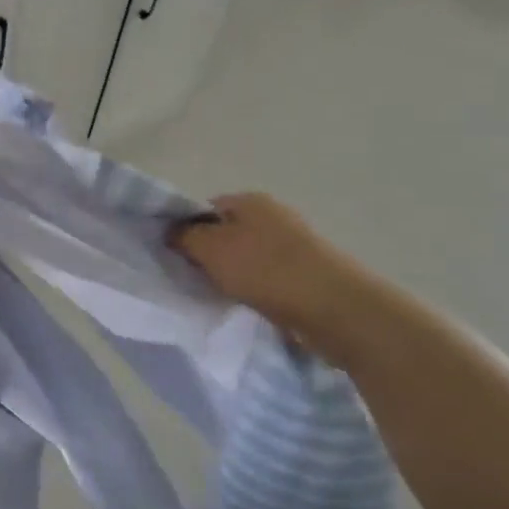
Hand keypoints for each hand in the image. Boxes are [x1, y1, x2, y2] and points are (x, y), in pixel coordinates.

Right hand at [168, 192, 373, 339]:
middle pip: (226, 232)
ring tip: (221, 295)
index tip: (175, 255)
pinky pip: (268, 276)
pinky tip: (249, 304)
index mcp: (249, 200)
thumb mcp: (210, 248)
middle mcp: (273, 215)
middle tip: (194, 277)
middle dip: (209, 254)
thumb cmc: (266, 269)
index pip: (204, 208)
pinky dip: (256, 288)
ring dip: (233, 274)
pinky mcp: (308, 272)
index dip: (186, 229)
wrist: (336, 308)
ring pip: (247, 256)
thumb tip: (172, 231)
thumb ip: (184, 236)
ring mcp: (294, 244)